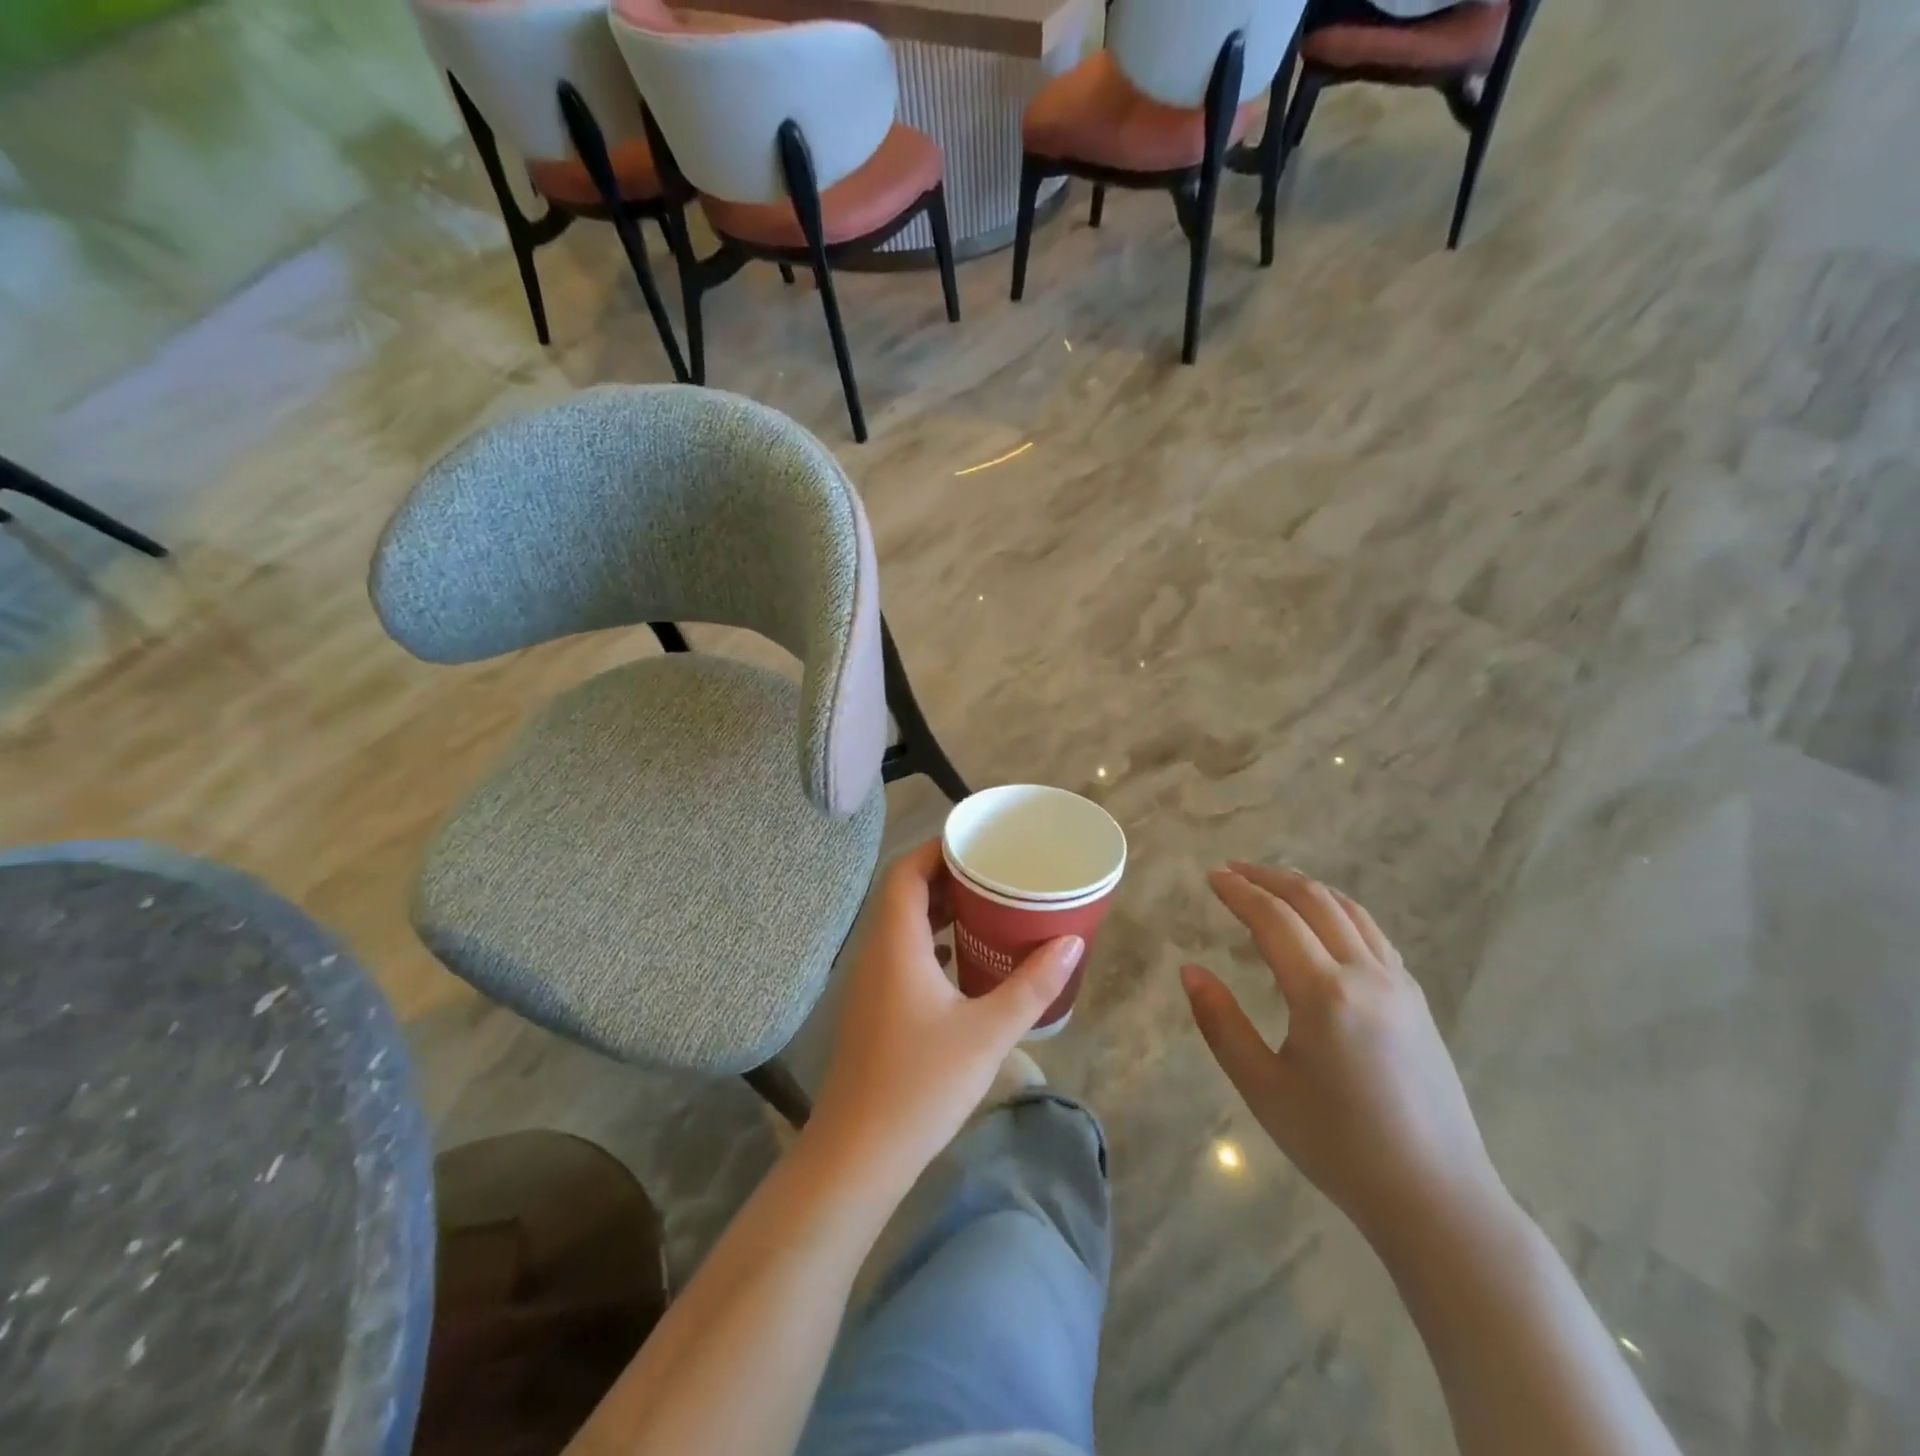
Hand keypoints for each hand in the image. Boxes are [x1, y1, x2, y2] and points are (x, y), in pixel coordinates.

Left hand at [809, 840, 1083, 1184]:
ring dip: (939, 913)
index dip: (936, 850)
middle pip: (904, 895)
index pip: (906, 872)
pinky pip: (901, 957)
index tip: (977, 845)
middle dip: (946, 879)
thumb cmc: (921, 1084)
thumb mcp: (988, 1032)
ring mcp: (869, 984)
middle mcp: (875, 953)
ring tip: (986, 911)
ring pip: (901, 927)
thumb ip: (1032, 986)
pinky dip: (930, 945)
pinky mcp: (872, 1010)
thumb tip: (1071, 943)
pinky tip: (961, 962)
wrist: (858, 1154)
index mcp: (895, 943)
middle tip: (993, 876)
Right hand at [1181, 864, 1506, 1251]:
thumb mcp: (1262, 1088)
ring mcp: (1399, 985)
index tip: (1211, 876)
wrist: (1436, 1198)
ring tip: (1273, 885)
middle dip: (1270, 878)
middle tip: (1234, 871)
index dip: (1239, 892)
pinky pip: (1373, 934)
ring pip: (1350, 912)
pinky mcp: (1417, 1001)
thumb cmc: (1338, 1146)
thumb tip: (1190, 971)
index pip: (1273, 919)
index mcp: (1323, 993)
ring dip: (1307, 889)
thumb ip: (1220, 1023)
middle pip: (1314, 901)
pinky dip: (1339, 912)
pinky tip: (1324, 925)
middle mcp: (1366, 975)